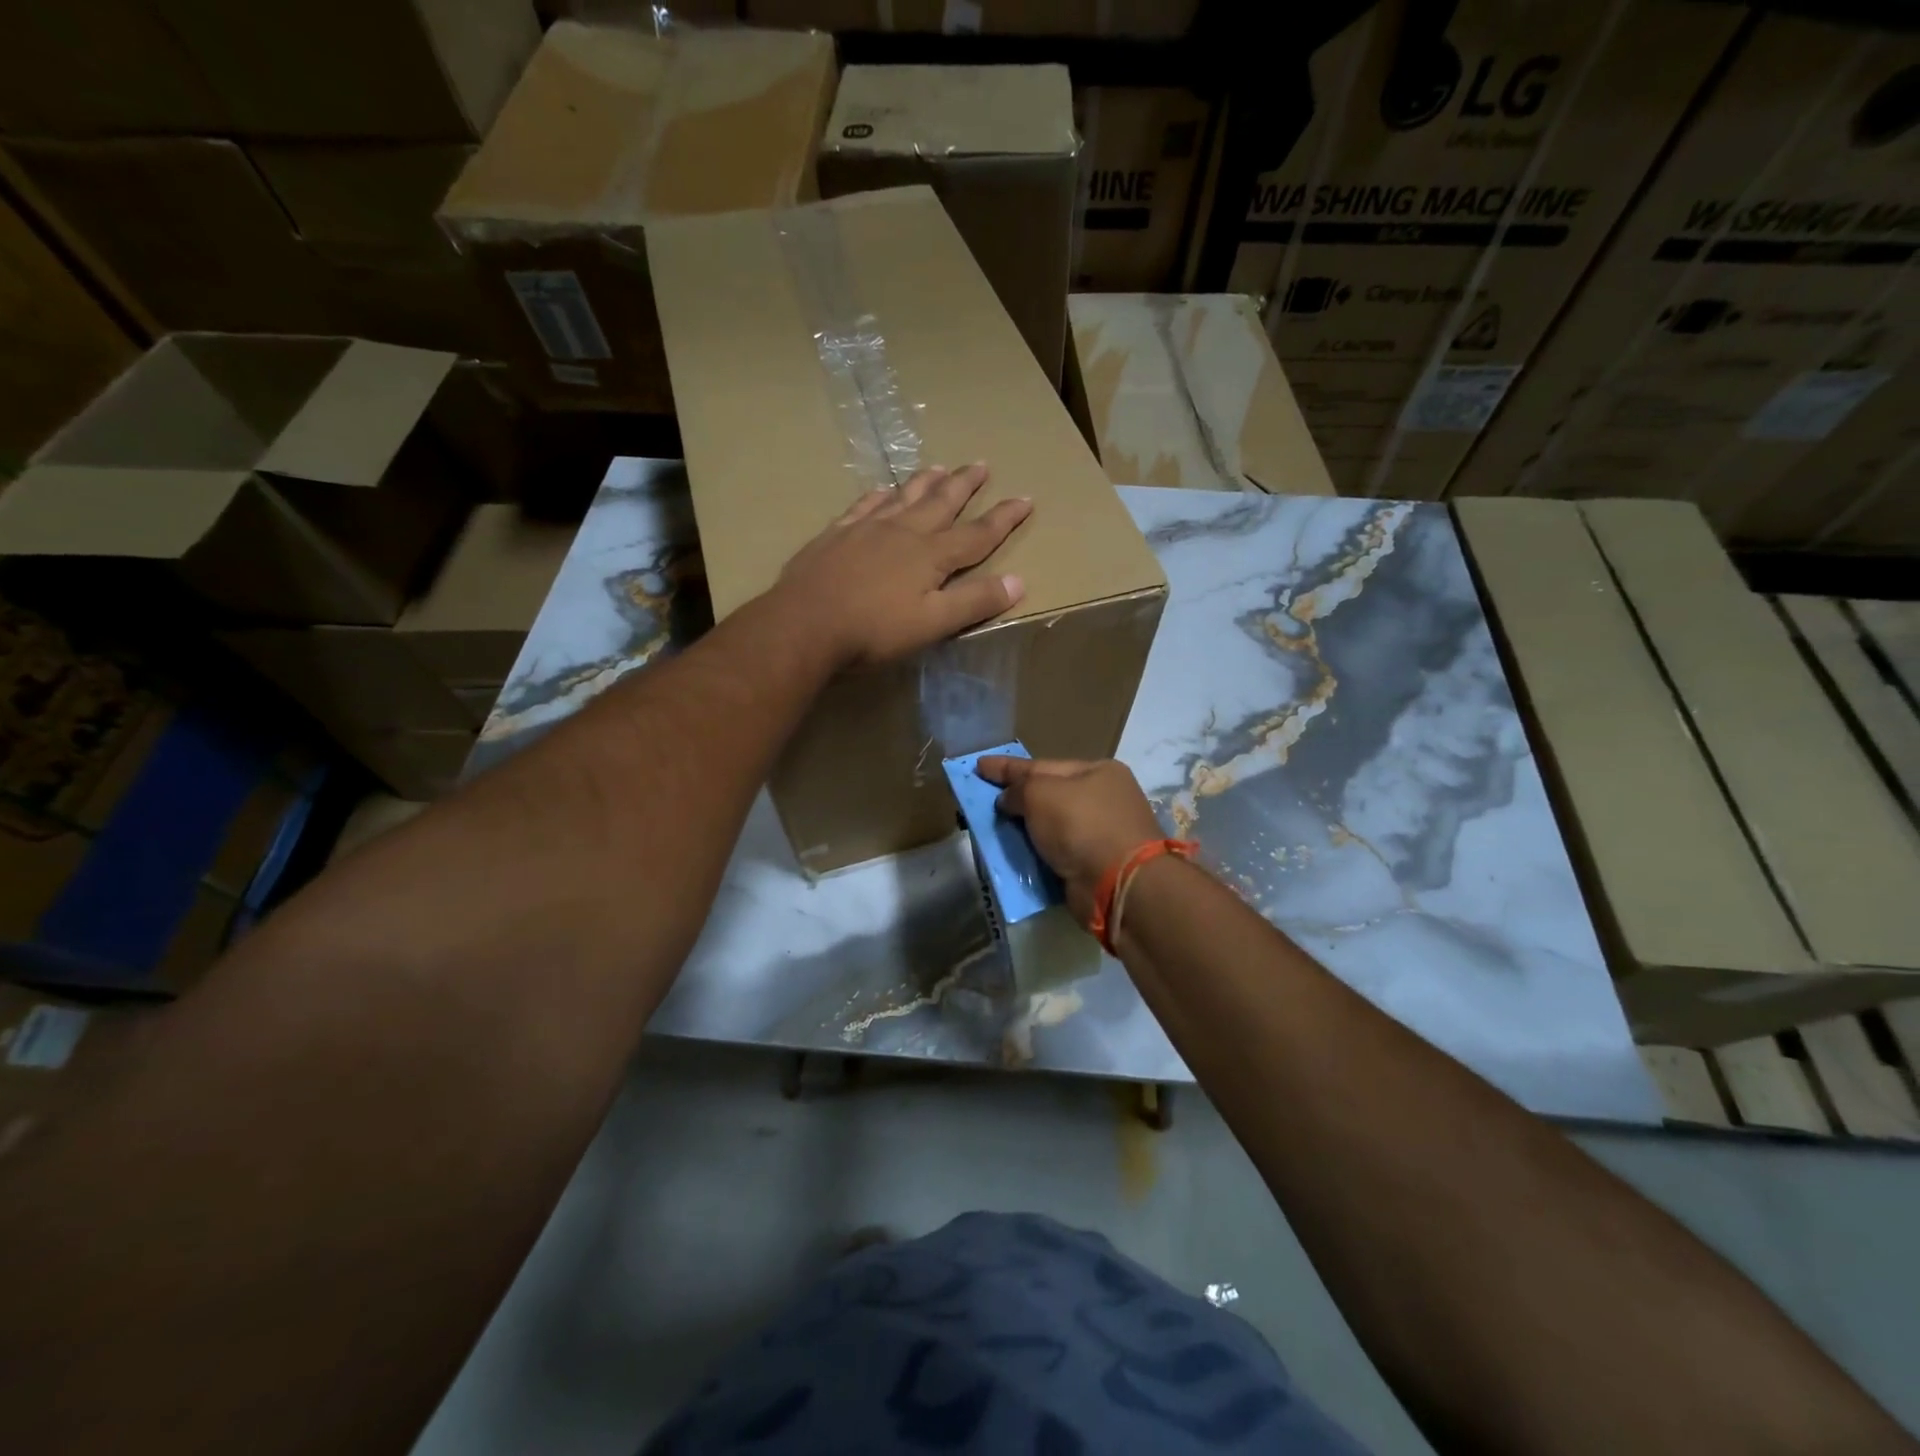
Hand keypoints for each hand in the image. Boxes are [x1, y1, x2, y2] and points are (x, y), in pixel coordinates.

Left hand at [777, 464, 1030, 670]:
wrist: (804, 625)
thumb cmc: (873, 631)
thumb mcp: (932, 624)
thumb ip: (974, 602)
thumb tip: (1018, 581)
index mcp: (930, 555)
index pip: (977, 534)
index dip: (1003, 518)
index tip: (1025, 499)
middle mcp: (902, 532)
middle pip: (940, 502)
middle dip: (964, 485)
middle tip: (980, 464)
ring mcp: (865, 529)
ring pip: (903, 497)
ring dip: (924, 482)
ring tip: (938, 467)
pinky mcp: (835, 536)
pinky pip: (863, 506)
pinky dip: (878, 496)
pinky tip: (881, 491)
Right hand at [975, 756, 1165, 919]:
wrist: (1118, 885)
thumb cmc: (1082, 825)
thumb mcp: (1041, 794)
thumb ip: (1018, 789)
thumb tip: (1007, 800)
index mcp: (1097, 772)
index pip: (1042, 765)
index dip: (1007, 767)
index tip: (979, 766)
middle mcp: (1103, 799)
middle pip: (1048, 796)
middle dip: (1016, 798)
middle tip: (983, 799)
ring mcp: (1101, 834)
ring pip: (1050, 827)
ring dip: (1023, 829)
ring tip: (991, 828)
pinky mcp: (1094, 866)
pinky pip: (1055, 854)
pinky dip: (1034, 854)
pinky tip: (1012, 854)